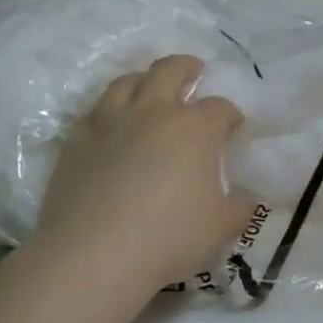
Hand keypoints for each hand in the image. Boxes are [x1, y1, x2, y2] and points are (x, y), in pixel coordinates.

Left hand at [35, 55, 253, 290]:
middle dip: (187, 67)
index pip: (220, 108)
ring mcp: (109, 122)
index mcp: (194, 129)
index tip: (234, 126)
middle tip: (195, 70)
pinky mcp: (76, 140)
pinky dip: (110, 110)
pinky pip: (95, 111)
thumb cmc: (170, 237)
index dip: (231, 115)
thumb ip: (241, 207)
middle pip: (170, 71)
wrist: (95, 254)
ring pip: (127, 82)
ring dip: (144, 79)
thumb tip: (247, 200)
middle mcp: (153, 112)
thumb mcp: (222, 227)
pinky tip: (113, 125)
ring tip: (150, 87)